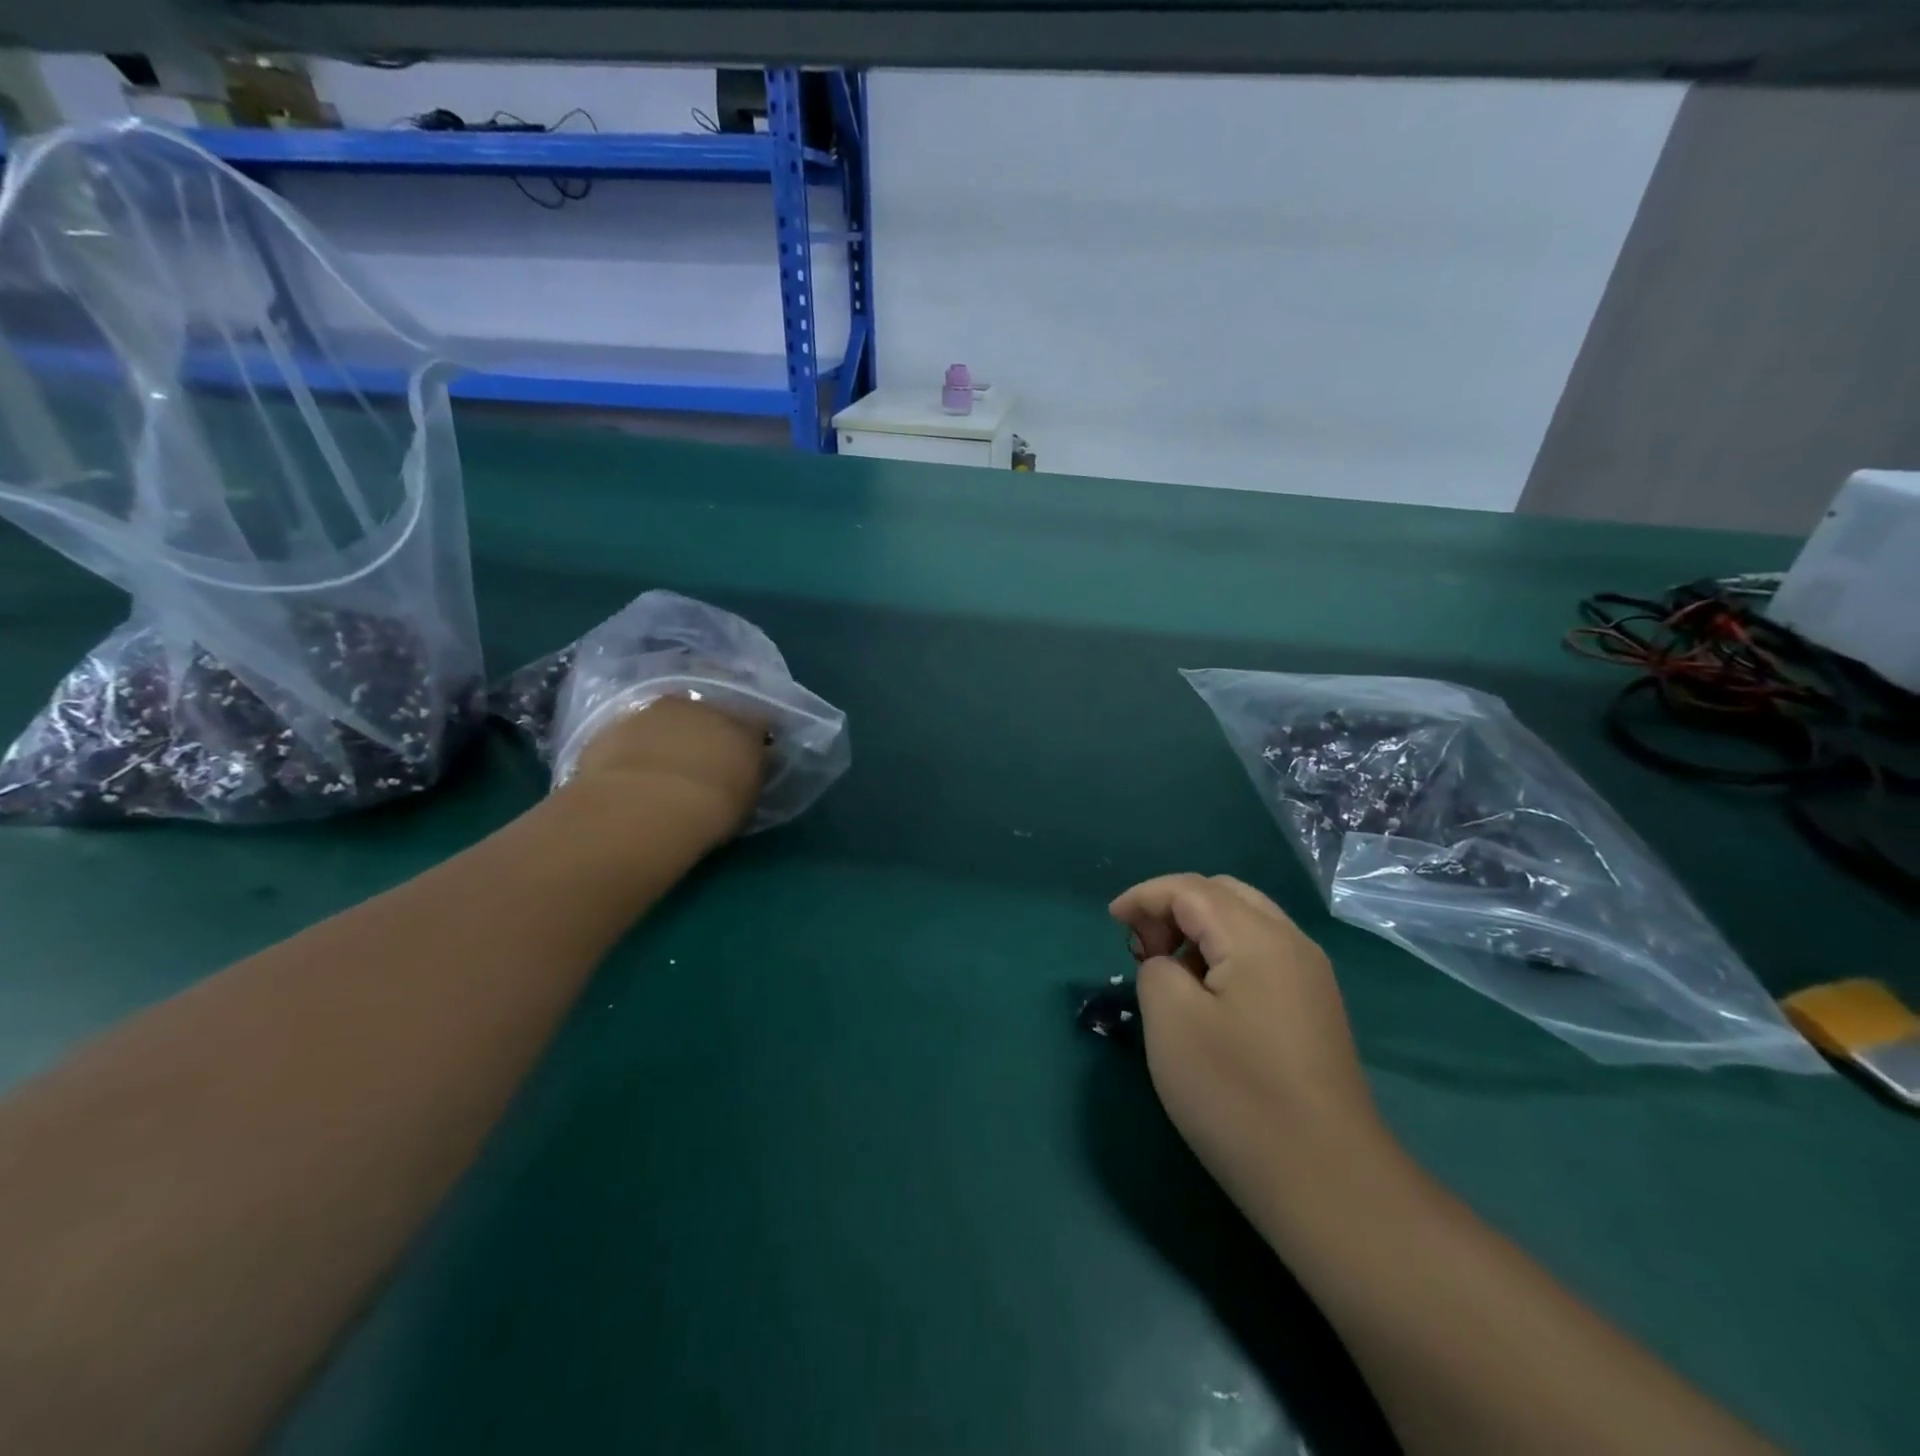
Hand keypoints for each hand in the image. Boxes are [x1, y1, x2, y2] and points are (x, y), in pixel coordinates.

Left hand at [565, 694, 766, 842]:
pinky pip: (631, 734)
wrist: (642, 808)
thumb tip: (747, 764)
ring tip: (661, 770)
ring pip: (667, 720)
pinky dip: (633, 748)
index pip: (757, 725)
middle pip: (710, 714)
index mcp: (743, 727)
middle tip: (701, 764)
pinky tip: (630, 775)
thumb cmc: (710, 810)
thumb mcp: (746, 798)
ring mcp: (656, 712)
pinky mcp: (614, 725)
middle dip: (706, 734)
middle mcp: (702, 708)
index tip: (746, 761)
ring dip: (667, 737)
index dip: (751, 742)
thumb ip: (748, 773)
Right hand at [1109, 874, 1387, 1220]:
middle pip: (1222, 894)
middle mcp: (1292, 943)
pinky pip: (1261, 954)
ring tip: (1168, 972)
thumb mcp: (1171, 1021)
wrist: (1328, 1182)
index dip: (1143, 896)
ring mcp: (1310, 977)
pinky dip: (1223, 955)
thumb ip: (1155, 969)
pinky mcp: (1315, 1009)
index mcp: (1258, 936)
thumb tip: (1169, 966)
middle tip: (1142, 947)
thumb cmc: (1238, 1095)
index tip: (1110, 921)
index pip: (1190, 888)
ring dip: (1198, 931)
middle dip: (1173, 907)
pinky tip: (1206, 998)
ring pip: (1245, 922)